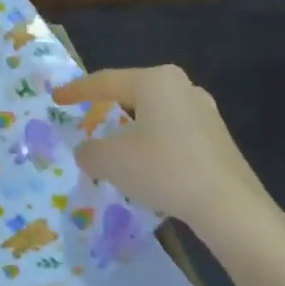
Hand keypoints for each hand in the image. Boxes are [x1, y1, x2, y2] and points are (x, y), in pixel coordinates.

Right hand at [53, 65, 262, 233]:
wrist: (229, 205)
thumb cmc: (164, 169)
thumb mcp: (112, 161)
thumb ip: (90, 151)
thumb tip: (87, 151)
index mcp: (155, 80)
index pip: (105, 81)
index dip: (76, 91)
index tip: (56, 98)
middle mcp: (181, 85)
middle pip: (131, 93)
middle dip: (107, 108)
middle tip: (86, 121)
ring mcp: (204, 109)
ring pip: (154, 113)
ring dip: (131, 128)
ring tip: (116, 146)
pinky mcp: (217, 135)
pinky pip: (173, 131)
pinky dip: (153, 142)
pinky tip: (148, 164)